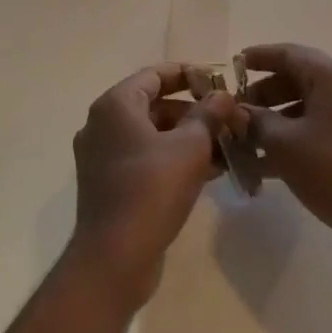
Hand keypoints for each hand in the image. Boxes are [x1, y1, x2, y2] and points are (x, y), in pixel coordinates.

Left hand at [70, 64, 232, 310]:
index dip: (188, 74)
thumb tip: (223, 95)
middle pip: (154, 105)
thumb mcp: (190, 146)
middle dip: (194, 111)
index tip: (219, 80)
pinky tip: (211, 171)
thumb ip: (208, 114)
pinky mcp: (110, 185)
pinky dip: (174, 159)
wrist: (114, 258)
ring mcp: (103, 157)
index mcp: (115, 106)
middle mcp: (102, 125)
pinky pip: (146, 159)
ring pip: (153, 135)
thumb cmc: (152, 189)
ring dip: (189, 137)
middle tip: (229, 118)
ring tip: (227, 145)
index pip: (154, 75)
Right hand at [237, 44, 331, 270]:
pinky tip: (267, 166)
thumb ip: (256, 121)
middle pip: (299, 79)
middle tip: (236, 113)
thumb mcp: (284, 143)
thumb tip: (239, 113)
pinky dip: (295, 138)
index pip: (289, 54)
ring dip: (276, 121)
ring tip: (245, 142)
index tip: (233, 65)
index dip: (259, 57)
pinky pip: (321, 128)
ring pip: (308, 107)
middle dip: (264, 95)